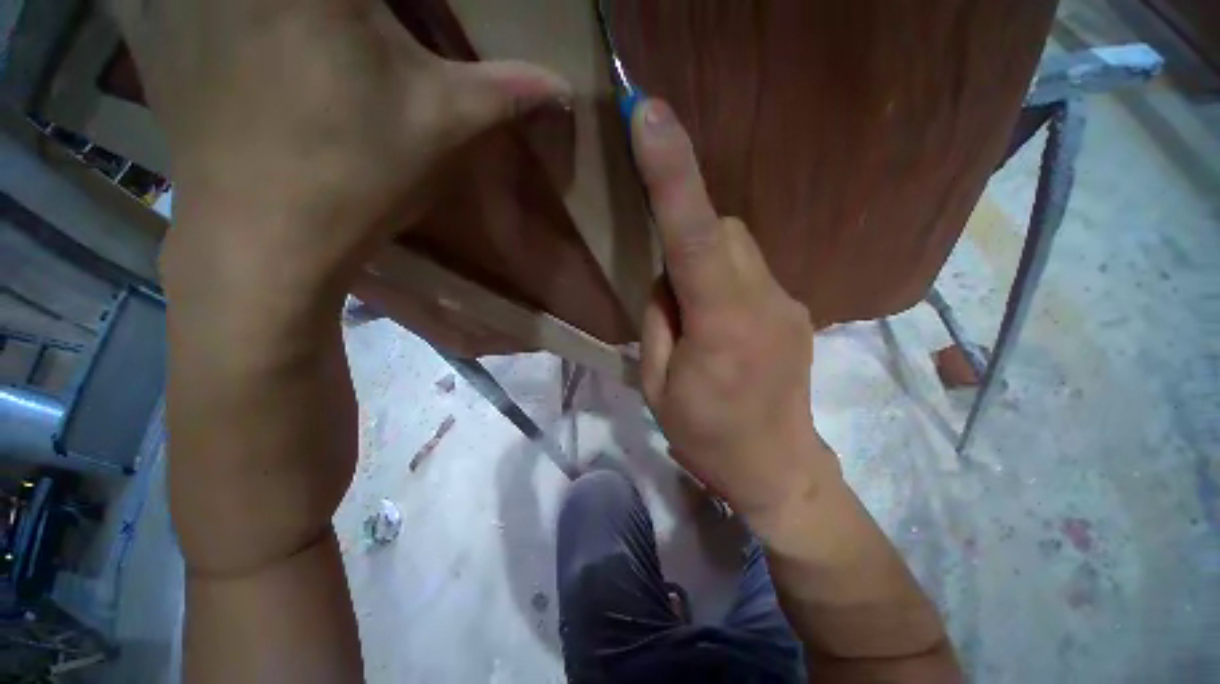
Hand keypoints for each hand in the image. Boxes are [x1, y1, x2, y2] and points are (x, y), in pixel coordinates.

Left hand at [110, 0, 568, 311]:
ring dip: (304, 15)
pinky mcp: (154, 26)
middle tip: (369, 33)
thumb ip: (505, 92)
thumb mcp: (442, 126)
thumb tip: (565, 87)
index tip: (417, 22)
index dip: (411, 5)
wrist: (262, 239)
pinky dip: (205, 7)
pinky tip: (243, 35)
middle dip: (361, 13)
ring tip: (323, 45)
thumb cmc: (357, 177)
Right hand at [631, 100, 838, 518]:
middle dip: (689, 236)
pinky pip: (751, 271)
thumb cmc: (706, 436)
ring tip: (696, 315)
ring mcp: (787, 304)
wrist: (777, 467)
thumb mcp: (658, 384)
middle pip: (723, 229)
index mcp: (721, 327)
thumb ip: (660, 321)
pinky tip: (720, 322)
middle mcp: (763, 302)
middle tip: (671, 293)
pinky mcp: (795, 311)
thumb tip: (669, 282)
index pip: (694, 236)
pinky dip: (725, 279)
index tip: (650, 115)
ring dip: (706, 263)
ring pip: (739, 247)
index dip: (672, 174)